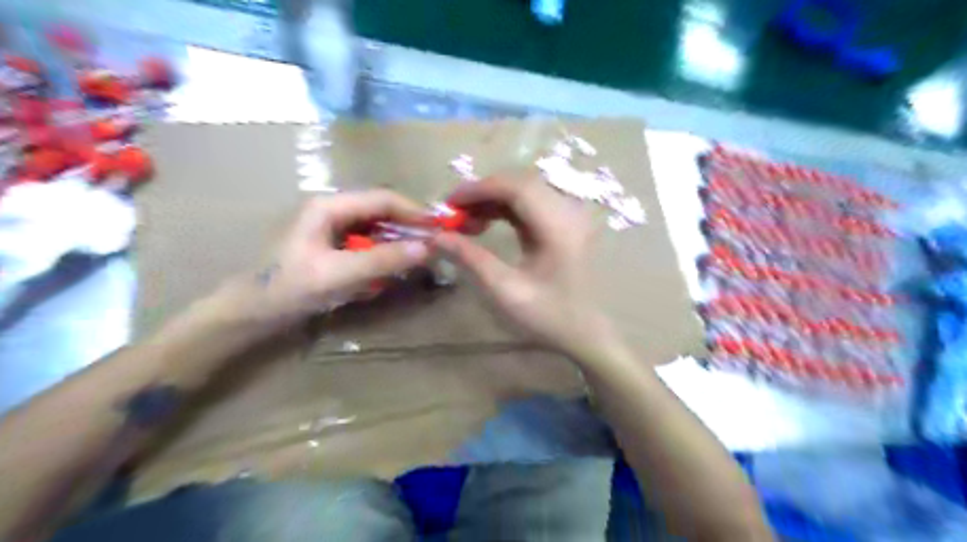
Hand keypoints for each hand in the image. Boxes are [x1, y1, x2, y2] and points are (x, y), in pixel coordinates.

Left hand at [253, 191, 429, 325]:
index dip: (414, 211)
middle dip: (409, 227)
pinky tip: (392, 268)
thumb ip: (382, 260)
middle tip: (434, 246)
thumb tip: (426, 248)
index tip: (440, 229)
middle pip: (381, 210)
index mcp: (329, 206)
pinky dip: (384, 253)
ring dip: (398, 240)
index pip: (383, 199)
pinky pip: (367, 242)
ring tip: (418, 257)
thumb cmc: (289, 289)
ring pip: (377, 226)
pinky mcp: (333, 245)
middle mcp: (332, 210)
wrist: (252, 313)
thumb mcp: (338, 275)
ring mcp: (332, 227)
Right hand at [436, 174, 614, 357]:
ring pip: (526, 191)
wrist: (587, 333)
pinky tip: (488, 222)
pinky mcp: (566, 223)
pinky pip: (532, 203)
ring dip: (494, 199)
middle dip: (484, 193)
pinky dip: (507, 208)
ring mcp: (570, 216)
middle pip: (521, 184)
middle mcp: (569, 212)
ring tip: (467, 221)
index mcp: (559, 227)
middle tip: (454, 213)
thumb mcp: (505, 291)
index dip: (480, 189)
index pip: (517, 187)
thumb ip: (471, 259)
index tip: (450, 204)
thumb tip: (436, 237)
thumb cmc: (549, 316)